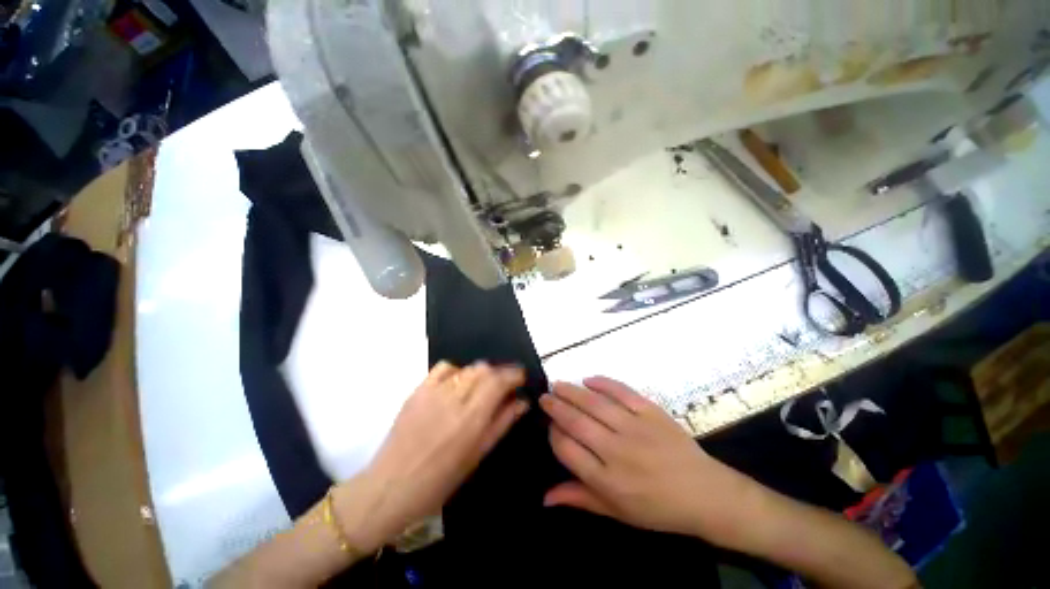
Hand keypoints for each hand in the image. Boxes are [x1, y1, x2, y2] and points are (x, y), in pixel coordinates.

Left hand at [336, 362, 527, 550]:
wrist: (394, 484)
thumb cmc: (441, 482)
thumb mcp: (476, 457)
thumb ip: (499, 425)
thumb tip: (520, 402)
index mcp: (471, 419)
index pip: (497, 381)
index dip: (513, 375)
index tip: (522, 378)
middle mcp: (451, 398)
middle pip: (481, 370)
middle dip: (497, 374)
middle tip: (505, 387)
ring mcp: (430, 393)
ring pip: (462, 368)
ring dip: (477, 373)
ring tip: (481, 389)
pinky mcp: (414, 393)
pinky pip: (439, 371)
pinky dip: (454, 373)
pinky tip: (456, 387)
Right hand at [540, 377, 757, 543]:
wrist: (703, 494)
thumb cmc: (658, 510)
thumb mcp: (616, 512)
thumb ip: (581, 499)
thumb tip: (544, 497)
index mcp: (604, 479)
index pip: (566, 449)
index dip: (554, 435)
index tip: (549, 427)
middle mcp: (616, 451)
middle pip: (577, 423)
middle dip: (557, 408)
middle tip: (545, 397)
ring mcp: (637, 429)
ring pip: (597, 405)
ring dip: (574, 392)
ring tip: (558, 384)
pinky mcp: (655, 414)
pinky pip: (626, 394)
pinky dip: (606, 384)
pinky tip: (591, 380)